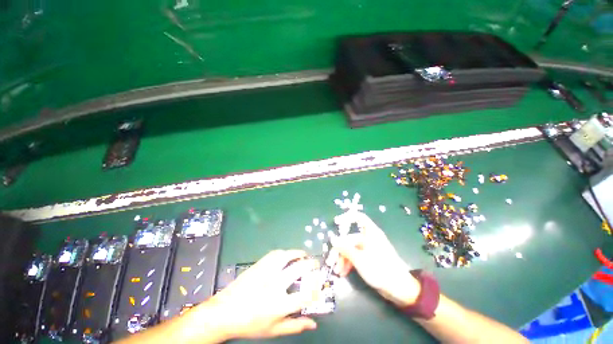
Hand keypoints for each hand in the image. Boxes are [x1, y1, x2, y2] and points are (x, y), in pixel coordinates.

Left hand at [194, 250, 319, 340]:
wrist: (225, 312)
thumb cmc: (250, 324)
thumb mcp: (274, 330)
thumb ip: (295, 326)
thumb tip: (313, 323)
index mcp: (279, 305)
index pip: (305, 295)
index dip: (316, 288)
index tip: (319, 284)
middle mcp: (275, 285)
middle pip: (298, 270)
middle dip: (311, 265)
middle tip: (315, 264)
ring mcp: (266, 272)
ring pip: (287, 256)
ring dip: (298, 253)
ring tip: (304, 255)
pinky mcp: (259, 265)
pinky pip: (275, 254)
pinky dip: (285, 252)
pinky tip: (287, 255)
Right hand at [329, 211, 420, 306]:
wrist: (399, 289)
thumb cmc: (380, 269)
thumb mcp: (359, 259)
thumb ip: (345, 248)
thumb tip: (333, 239)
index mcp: (370, 232)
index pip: (359, 217)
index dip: (347, 217)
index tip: (336, 222)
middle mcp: (369, 238)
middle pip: (350, 238)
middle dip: (340, 250)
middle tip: (331, 261)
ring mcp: (369, 249)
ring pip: (352, 249)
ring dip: (343, 259)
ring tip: (337, 271)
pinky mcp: (370, 259)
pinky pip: (356, 257)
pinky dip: (349, 263)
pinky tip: (343, 272)